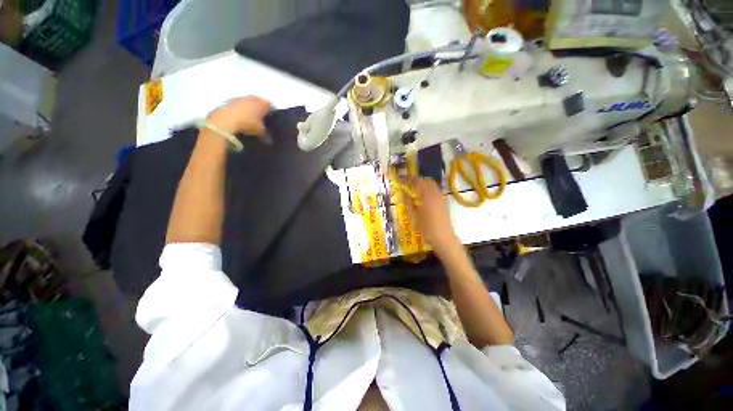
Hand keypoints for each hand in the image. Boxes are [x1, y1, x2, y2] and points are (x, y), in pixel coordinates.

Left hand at [207, 96, 272, 137]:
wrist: (225, 119)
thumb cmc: (247, 124)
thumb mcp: (260, 131)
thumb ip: (265, 133)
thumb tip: (269, 139)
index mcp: (262, 104)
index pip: (270, 104)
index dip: (271, 110)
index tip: (272, 116)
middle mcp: (252, 98)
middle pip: (259, 100)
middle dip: (260, 106)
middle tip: (261, 114)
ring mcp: (240, 98)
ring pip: (248, 100)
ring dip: (250, 106)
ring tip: (250, 115)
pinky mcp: (229, 100)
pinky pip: (238, 103)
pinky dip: (240, 108)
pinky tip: (240, 116)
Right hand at [405, 178, 461, 255]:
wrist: (443, 238)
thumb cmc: (427, 229)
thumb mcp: (415, 216)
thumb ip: (409, 202)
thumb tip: (403, 192)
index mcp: (427, 197)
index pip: (419, 183)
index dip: (411, 179)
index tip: (404, 177)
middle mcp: (436, 195)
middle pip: (427, 182)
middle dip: (418, 180)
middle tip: (409, 183)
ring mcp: (441, 199)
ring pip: (433, 186)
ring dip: (424, 184)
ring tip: (415, 189)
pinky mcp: (444, 203)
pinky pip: (436, 191)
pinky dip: (429, 190)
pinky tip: (424, 197)